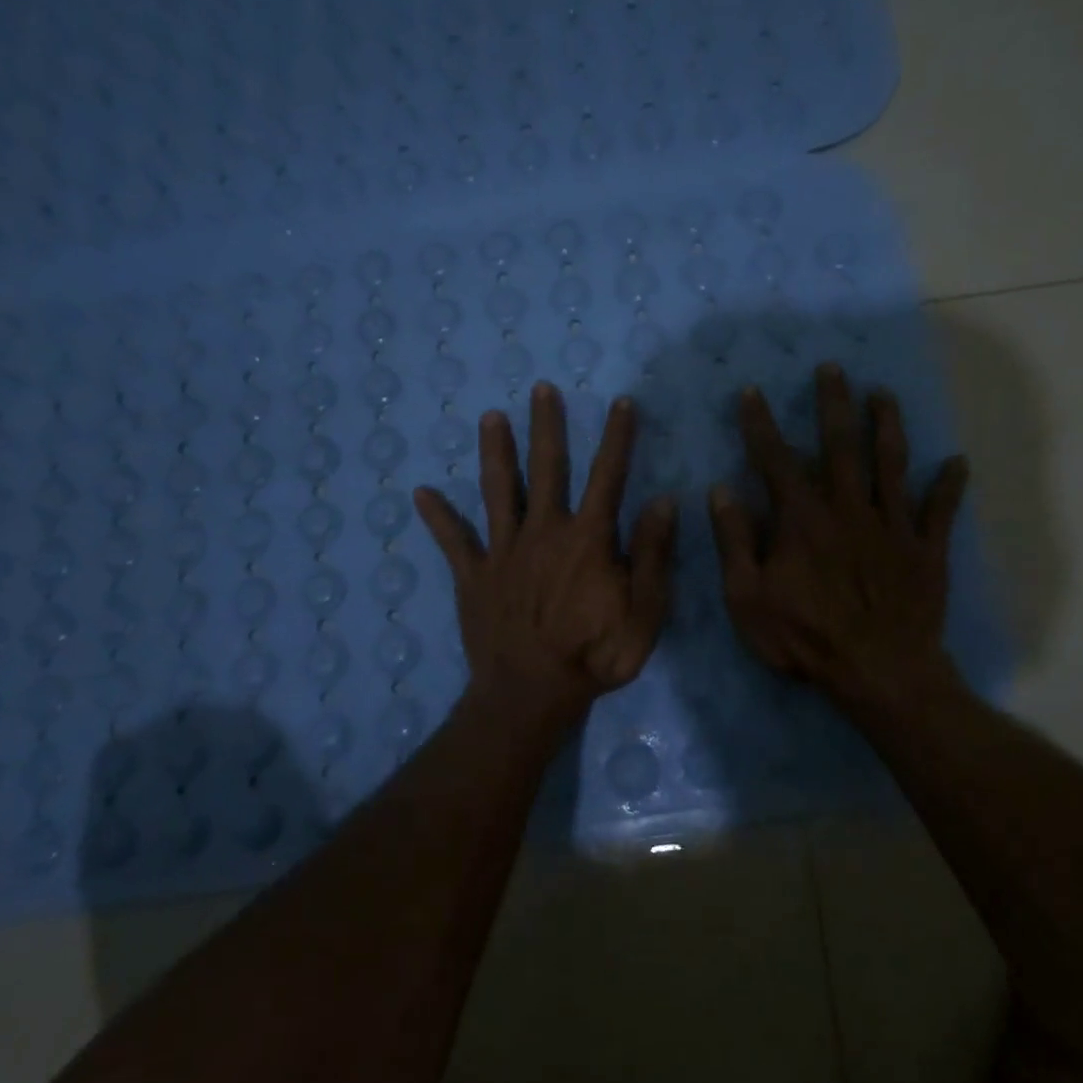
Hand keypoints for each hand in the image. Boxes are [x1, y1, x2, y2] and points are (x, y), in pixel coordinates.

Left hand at [415, 381, 677, 721]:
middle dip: (546, 426)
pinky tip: (420, 493)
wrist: (531, 694)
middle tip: (541, 388)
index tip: (620, 402)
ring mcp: (503, 551)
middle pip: (546, 469)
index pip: (607, 477)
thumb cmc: (594, 656)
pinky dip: (438, 517)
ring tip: (489, 417)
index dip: (616, 438)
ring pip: (498, 491)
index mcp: (587, 539)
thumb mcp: (644, 614)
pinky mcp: (473, 575)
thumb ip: (653, 556)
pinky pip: (453, 541)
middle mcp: (543, 532)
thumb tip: (663, 501)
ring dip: (495, 452)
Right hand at [708, 363, 968, 715]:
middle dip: (833, 404)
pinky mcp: (925, 550)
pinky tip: (956, 461)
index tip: (752, 391)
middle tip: (832, 368)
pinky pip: (940, 510)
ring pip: (892, 465)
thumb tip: (721, 491)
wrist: (879, 672)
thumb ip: (735, 542)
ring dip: (887, 426)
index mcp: (802, 520)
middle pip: (841, 446)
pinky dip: (949, 485)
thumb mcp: (748, 598)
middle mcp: (848, 509)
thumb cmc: (805, 638)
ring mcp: (892, 526)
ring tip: (884, 394)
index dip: (761, 425)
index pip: (776, 461)